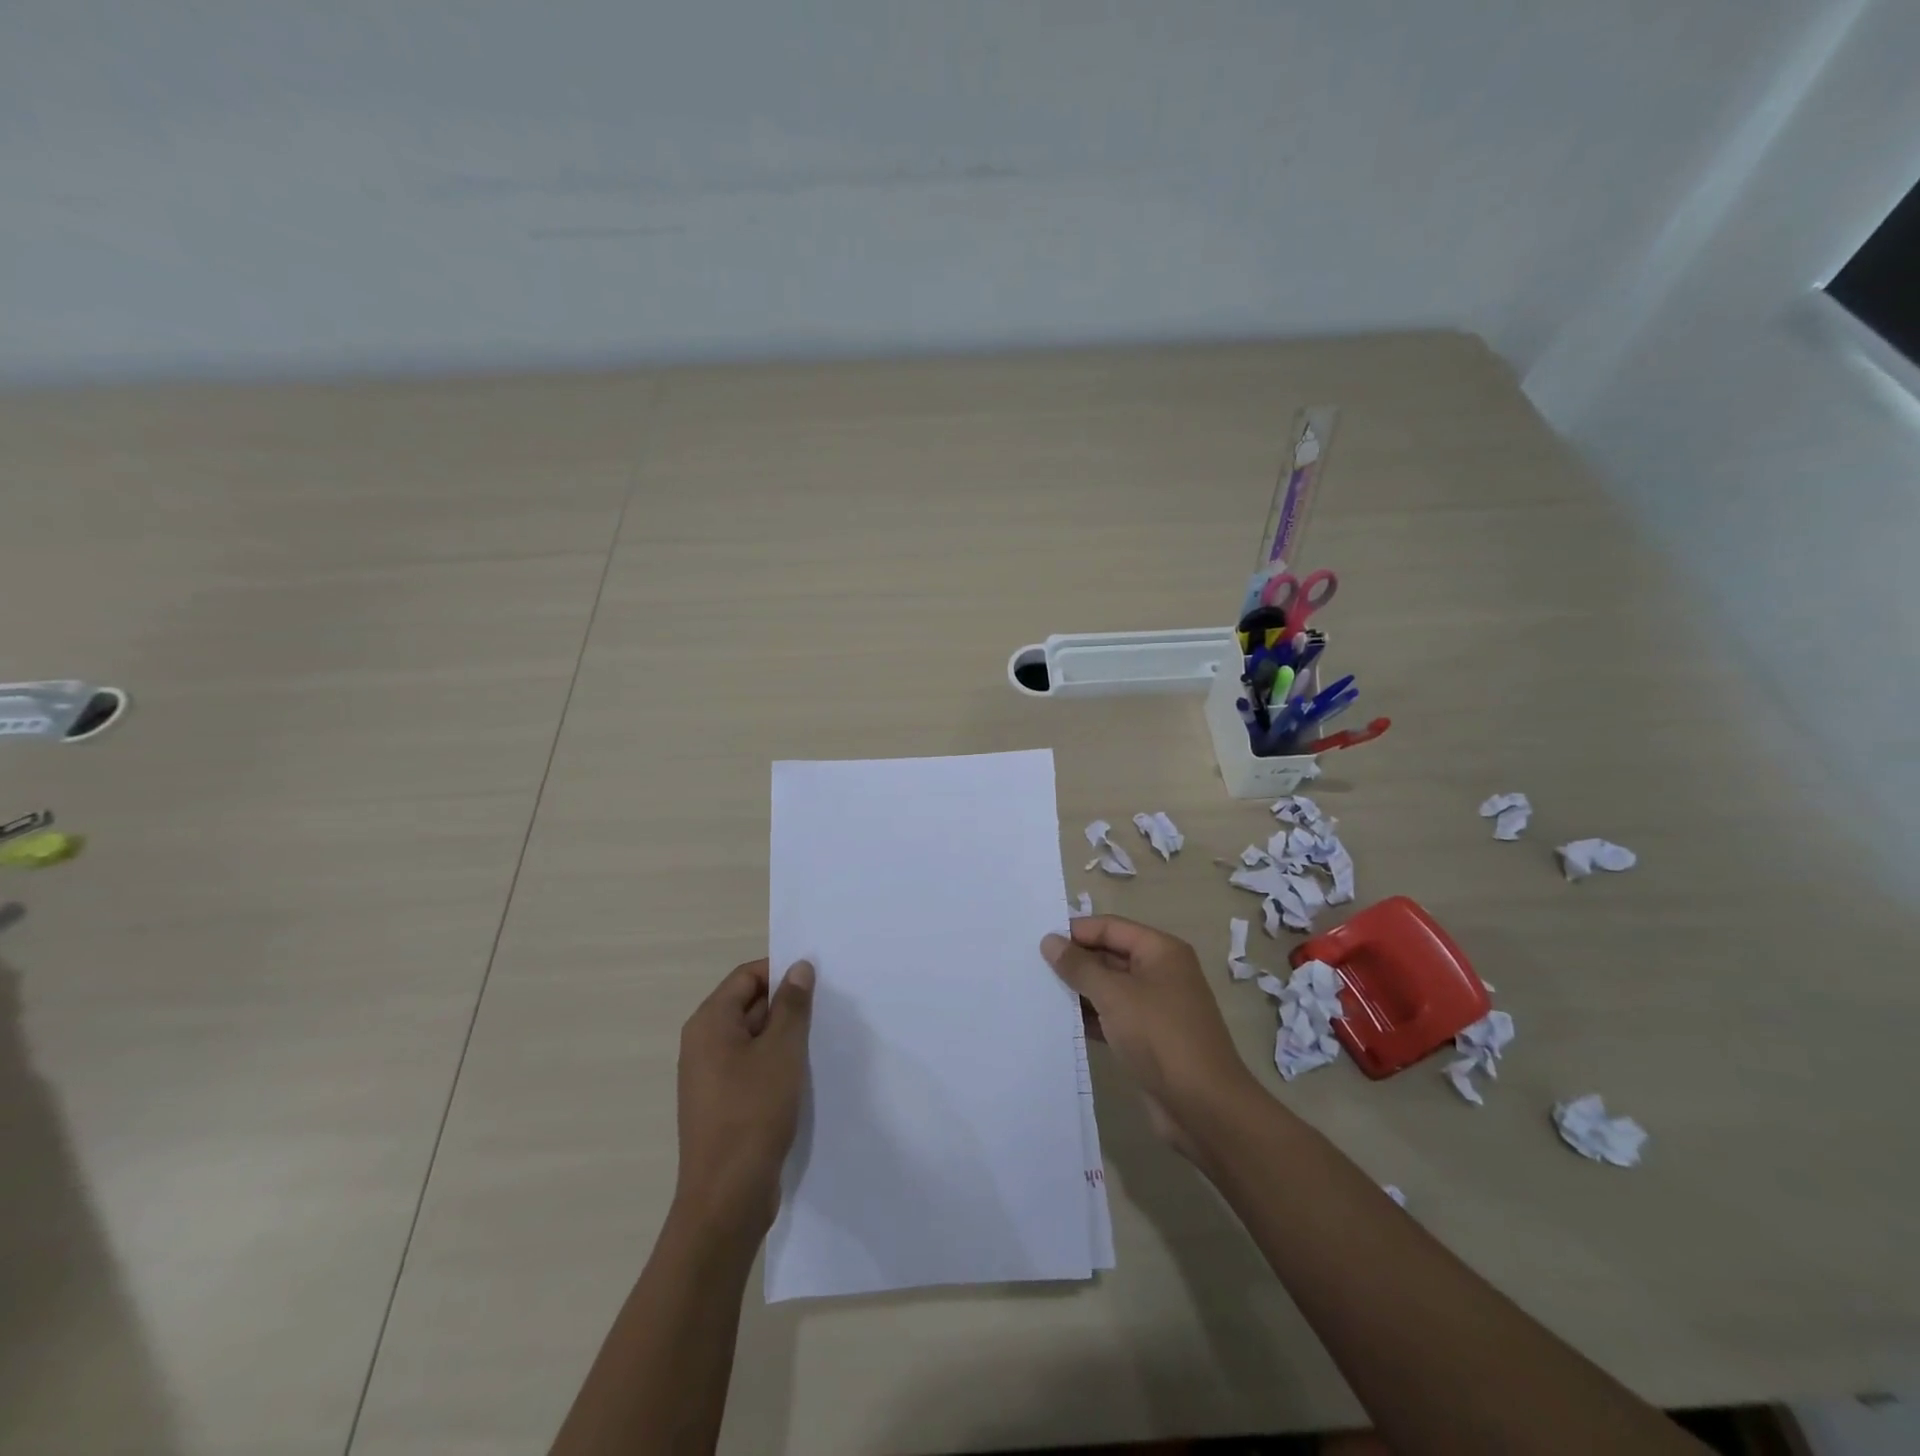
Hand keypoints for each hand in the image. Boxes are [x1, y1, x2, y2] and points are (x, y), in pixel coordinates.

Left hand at [675, 958, 814, 1234]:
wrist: (727, 1198)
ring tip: (822, 1038)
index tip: (818, 981)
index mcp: (709, 1023)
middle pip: (749, 1004)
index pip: (746, 976)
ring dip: (785, 1035)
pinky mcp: (723, 1104)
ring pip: (753, 1038)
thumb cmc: (753, 1113)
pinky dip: (777, 1063)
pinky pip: (752, 1067)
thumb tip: (799, 967)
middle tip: (827, 1008)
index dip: (781, 972)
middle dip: (787, 1004)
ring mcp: (711, 1076)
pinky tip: (805, 1074)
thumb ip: (792, 1005)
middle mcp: (703, 1044)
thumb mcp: (782, 1051)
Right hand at [1042, 917, 1259, 1155]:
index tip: (1038, 942)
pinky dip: (1090, 1018)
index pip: (1111, 927)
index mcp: (1161, 951)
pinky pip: (1112, 1017)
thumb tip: (1049, 941)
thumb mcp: (1114, 995)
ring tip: (1038, 992)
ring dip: (1079, 991)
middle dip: (1075, 962)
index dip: (1076, 931)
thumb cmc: (1160, 1036)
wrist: (1204, 1107)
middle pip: (1109, 955)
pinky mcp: (1148, 1039)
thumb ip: (1079, 966)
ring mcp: (1155, 1007)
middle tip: (1032, 967)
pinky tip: (1059, 1022)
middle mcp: (1161, 973)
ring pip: (1109, 988)